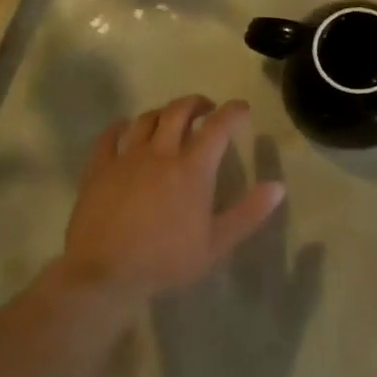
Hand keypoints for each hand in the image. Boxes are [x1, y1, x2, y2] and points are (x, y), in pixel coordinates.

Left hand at [58, 95, 284, 304]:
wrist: (106, 273)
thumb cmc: (166, 261)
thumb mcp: (216, 243)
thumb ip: (248, 213)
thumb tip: (277, 186)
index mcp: (192, 169)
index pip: (218, 127)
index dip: (232, 112)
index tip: (242, 108)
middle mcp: (160, 153)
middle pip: (178, 112)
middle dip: (196, 103)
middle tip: (206, 108)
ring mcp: (126, 158)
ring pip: (146, 119)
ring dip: (162, 112)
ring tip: (169, 118)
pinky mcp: (99, 168)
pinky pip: (109, 136)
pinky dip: (120, 126)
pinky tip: (124, 127)